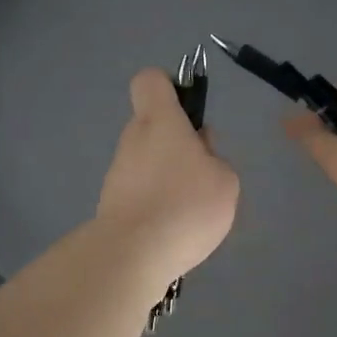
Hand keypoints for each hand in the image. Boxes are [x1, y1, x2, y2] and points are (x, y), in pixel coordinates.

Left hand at [97, 69, 239, 282]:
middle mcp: (132, 139)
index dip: (170, 86)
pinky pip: (140, 191)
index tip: (189, 110)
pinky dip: (156, 203)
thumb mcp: (225, 180)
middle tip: (203, 172)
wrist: (132, 255)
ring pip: (146, 161)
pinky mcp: (111, 204)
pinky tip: (173, 229)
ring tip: (190, 210)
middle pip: (152, 125)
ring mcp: (117, 173)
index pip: (151, 81)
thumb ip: (215, 159)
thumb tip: (201, 154)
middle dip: (177, 143)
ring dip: (167, 176)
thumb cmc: (186, 205)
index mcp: (159, 121)